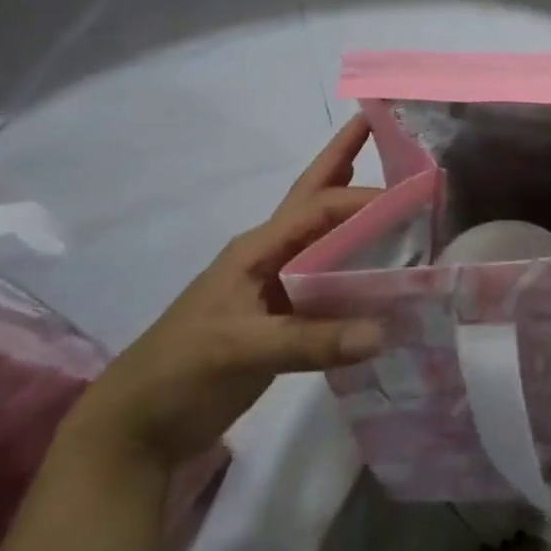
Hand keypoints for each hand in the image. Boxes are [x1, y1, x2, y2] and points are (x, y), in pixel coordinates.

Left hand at [59, 117, 386, 474]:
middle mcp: (268, 257)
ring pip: (323, 239)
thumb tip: (383, 332)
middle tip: (376, 126)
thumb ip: (310, 341)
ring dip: (353, 213)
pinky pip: (328, 281)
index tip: (411, 198)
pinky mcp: (282, 318)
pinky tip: (379, 269)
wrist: (139, 425)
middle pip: (313, 200)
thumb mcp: (241, 350)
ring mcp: (274, 287)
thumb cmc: (181, 371)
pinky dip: (355, 268)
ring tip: (390, 191)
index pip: (318, 209)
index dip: (362, 198)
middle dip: (342, 161)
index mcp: (256, 250)